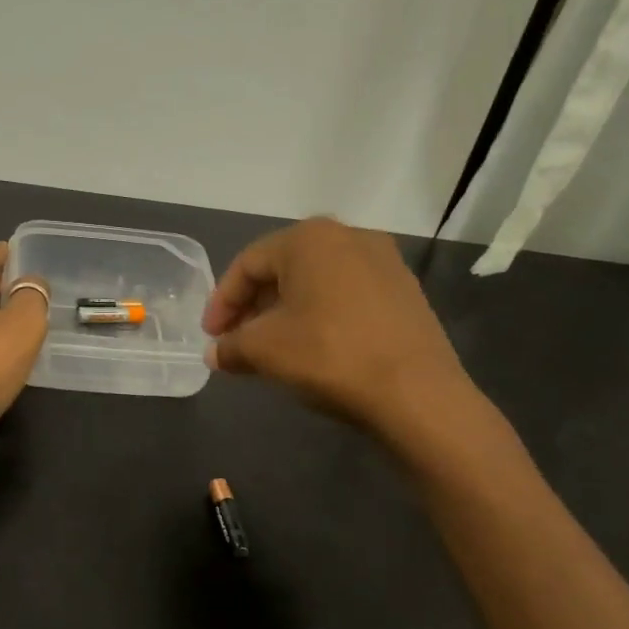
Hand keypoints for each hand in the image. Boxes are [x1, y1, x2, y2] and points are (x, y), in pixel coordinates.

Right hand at [202, 218, 479, 444]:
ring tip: (272, 348)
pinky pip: (347, 296)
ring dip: (286, 312)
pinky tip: (315, 349)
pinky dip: (321, 316)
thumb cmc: (329, 355)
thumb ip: (231, 346)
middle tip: (237, 341)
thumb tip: (215, 353)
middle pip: (283, 269)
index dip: (222, 301)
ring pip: (317, 283)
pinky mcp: (405, 292)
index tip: (211, 337)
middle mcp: (349, 236)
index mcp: (309, 238)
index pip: (248, 263)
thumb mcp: (265, 350)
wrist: (417, 392)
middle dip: (254, 307)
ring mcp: (384, 262)